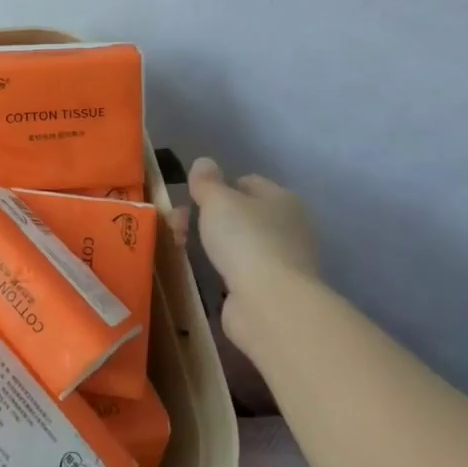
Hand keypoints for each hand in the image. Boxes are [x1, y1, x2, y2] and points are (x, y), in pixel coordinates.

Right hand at [187, 157, 318, 357]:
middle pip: (240, 214)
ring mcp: (283, 261)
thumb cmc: (246, 240)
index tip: (190, 198)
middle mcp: (289, 227)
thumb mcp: (218, 200)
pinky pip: (239, 271)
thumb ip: (207, 181)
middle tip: (178, 225)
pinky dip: (221, 270)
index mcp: (283, 199)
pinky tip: (204, 273)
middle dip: (206, 217)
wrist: (270, 303)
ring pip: (238, 243)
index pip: (248, 182)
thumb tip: (203, 163)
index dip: (218, 186)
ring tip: (182, 248)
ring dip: (212, 244)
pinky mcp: (273, 290)